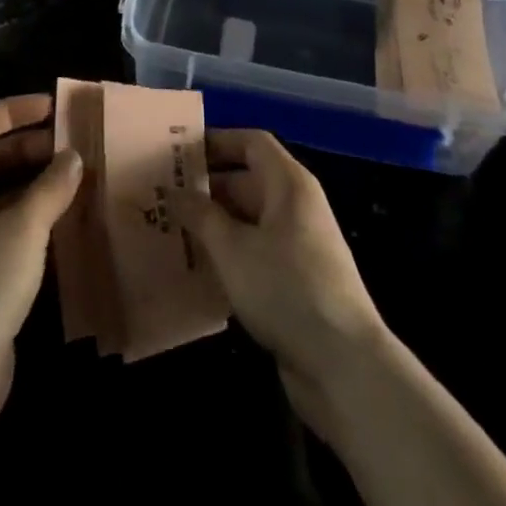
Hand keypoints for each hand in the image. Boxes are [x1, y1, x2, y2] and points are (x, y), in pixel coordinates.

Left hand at [0, 96, 81, 426]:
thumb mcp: (24, 227)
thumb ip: (52, 186)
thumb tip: (73, 157)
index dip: (13, 109)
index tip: (53, 109)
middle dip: (29, 144)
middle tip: (72, 146)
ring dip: (33, 179)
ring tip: (75, 179)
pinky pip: (2, 221)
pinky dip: (30, 211)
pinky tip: (63, 219)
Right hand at [172, 130, 388, 434]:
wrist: (343, 365)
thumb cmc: (286, 288)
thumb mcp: (232, 249)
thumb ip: (200, 215)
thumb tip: (174, 191)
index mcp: (289, 185)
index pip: (252, 143)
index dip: (217, 140)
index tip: (179, 151)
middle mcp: (296, 207)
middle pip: (248, 180)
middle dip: (206, 186)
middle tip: (162, 194)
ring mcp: (298, 245)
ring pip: (248, 220)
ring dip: (213, 223)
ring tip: (170, 229)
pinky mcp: (295, 281)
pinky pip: (255, 252)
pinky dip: (227, 254)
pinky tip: (196, 268)